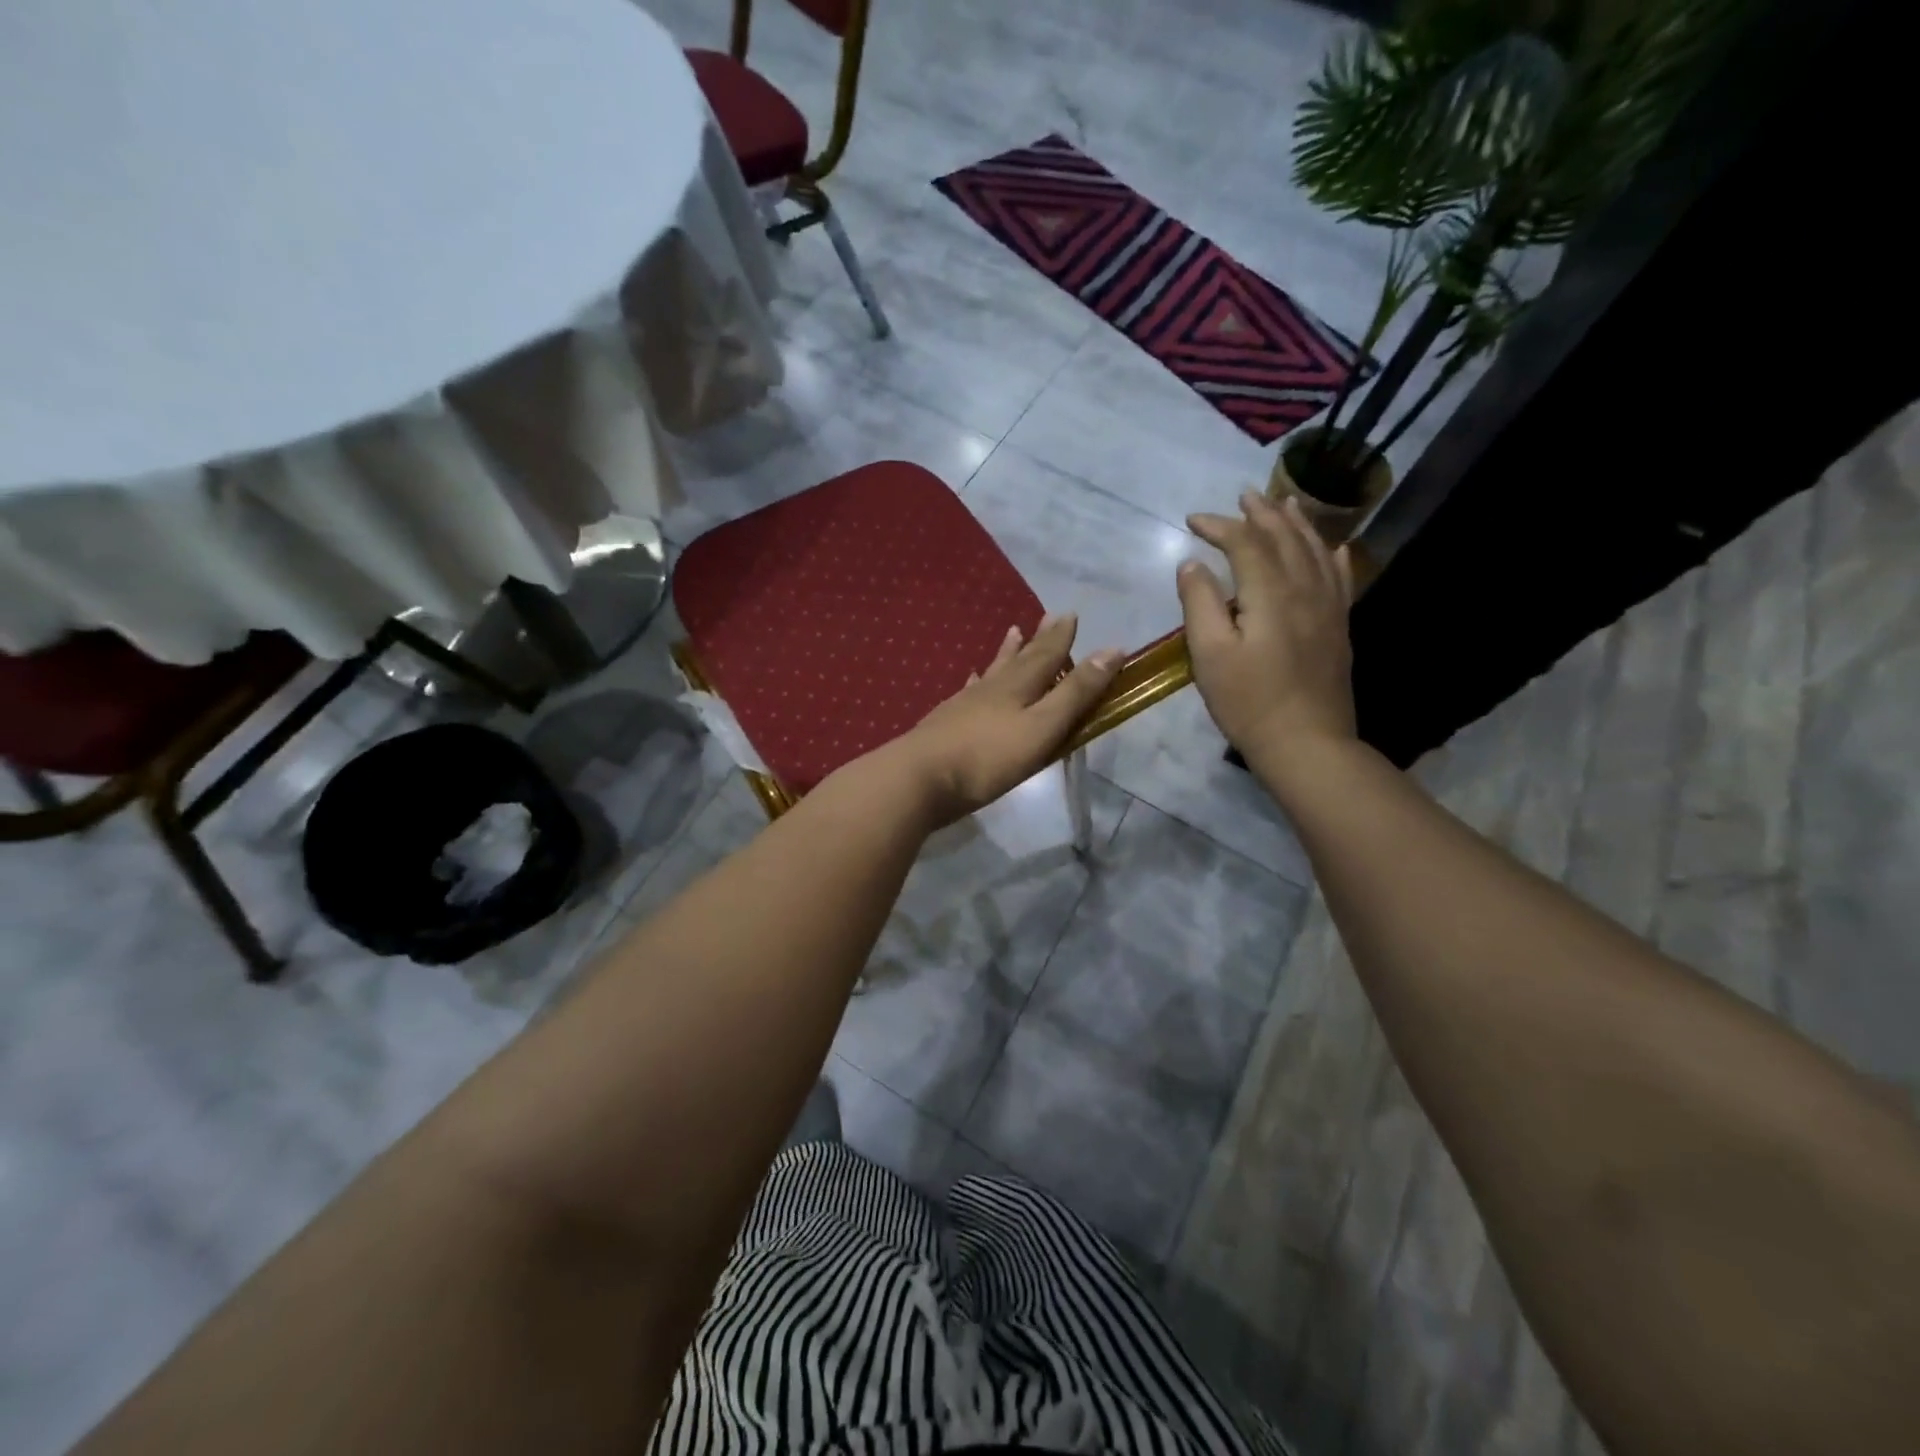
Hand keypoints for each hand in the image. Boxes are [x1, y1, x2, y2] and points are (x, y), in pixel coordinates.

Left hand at [885, 614, 1121, 825]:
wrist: (920, 778)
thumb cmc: (988, 757)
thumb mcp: (1042, 727)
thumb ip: (1076, 693)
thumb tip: (1112, 650)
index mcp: (1019, 687)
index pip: (1047, 655)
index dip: (1062, 637)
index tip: (1071, 614)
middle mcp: (993, 688)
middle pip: (1020, 659)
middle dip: (1038, 640)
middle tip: (1048, 616)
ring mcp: (965, 704)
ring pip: (993, 672)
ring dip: (1006, 653)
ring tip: (1012, 632)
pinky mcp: (947, 723)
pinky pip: (968, 693)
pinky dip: (975, 682)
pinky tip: (972, 679)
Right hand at [1178, 491, 1356, 760]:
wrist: (1306, 743)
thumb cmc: (1248, 701)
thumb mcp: (1209, 654)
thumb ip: (1200, 603)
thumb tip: (1193, 564)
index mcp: (1270, 593)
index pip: (1245, 542)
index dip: (1219, 525)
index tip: (1192, 520)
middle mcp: (1305, 589)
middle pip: (1284, 538)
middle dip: (1261, 513)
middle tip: (1243, 495)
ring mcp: (1329, 607)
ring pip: (1316, 551)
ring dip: (1297, 524)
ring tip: (1286, 503)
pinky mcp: (1339, 627)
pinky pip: (1340, 578)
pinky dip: (1333, 555)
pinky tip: (1333, 546)